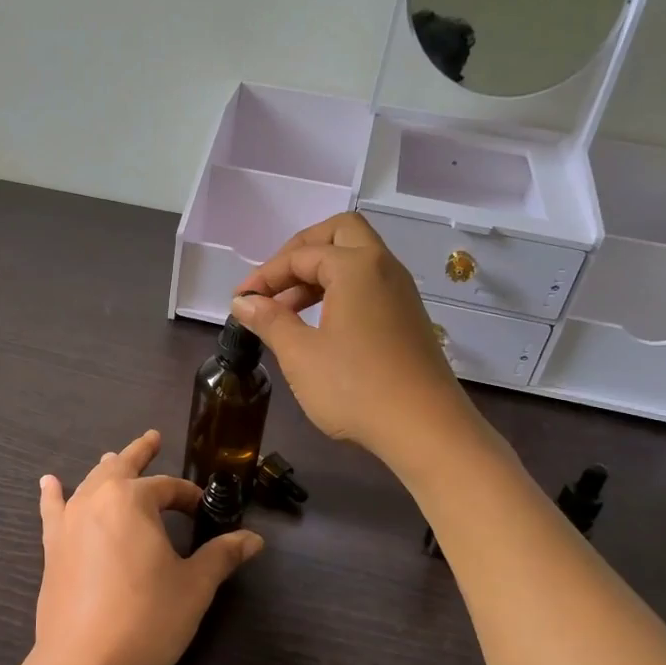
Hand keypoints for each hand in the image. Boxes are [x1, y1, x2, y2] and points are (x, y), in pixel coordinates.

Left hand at [34, 430, 263, 664]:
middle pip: (121, 467)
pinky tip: (49, 482)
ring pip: (90, 483)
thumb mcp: (193, 587)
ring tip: (112, 456)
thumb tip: (253, 539)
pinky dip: (52, 494)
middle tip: (153, 438)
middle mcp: (97, 500)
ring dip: (105, 469)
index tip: (203, 510)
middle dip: (140, 452)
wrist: (81, 663)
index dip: (188, 496)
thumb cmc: (145, 619)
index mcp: (133, 501)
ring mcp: (69, 522)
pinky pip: (53, 510)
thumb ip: (221, 556)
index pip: (167, 487)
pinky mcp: (52, 547)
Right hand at [230, 213, 478, 467]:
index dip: (265, 274)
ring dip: (319, 274)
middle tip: (273, 284)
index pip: (301, 254)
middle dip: (300, 252)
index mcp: (356, 266)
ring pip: (356, 260)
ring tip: (286, 311)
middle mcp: (383, 268)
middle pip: (339, 234)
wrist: (426, 430)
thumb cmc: (355, 387)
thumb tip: (244, 302)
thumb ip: (270, 321)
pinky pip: (368, 285)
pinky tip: (319, 326)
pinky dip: (339, 291)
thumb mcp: (300, 354)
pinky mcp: (408, 318)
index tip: (240, 301)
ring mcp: (400, 292)